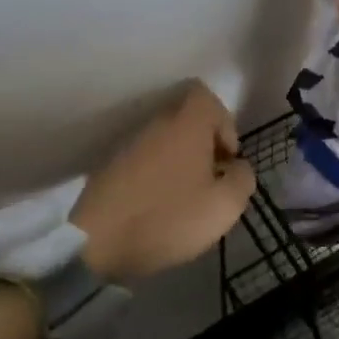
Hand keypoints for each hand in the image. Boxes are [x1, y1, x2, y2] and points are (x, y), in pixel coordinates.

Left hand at [72, 82, 255, 282]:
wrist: (95, 242)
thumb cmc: (168, 216)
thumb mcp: (224, 206)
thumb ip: (242, 179)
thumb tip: (237, 168)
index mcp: (186, 123)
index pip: (207, 97)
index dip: (224, 123)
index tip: (226, 158)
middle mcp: (156, 123)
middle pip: (187, 120)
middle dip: (203, 146)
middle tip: (210, 181)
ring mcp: (128, 144)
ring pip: (165, 141)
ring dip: (180, 163)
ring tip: (185, 198)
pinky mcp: (109, 168)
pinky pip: (144, 161)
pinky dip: (156, 177)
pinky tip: (158, 207)